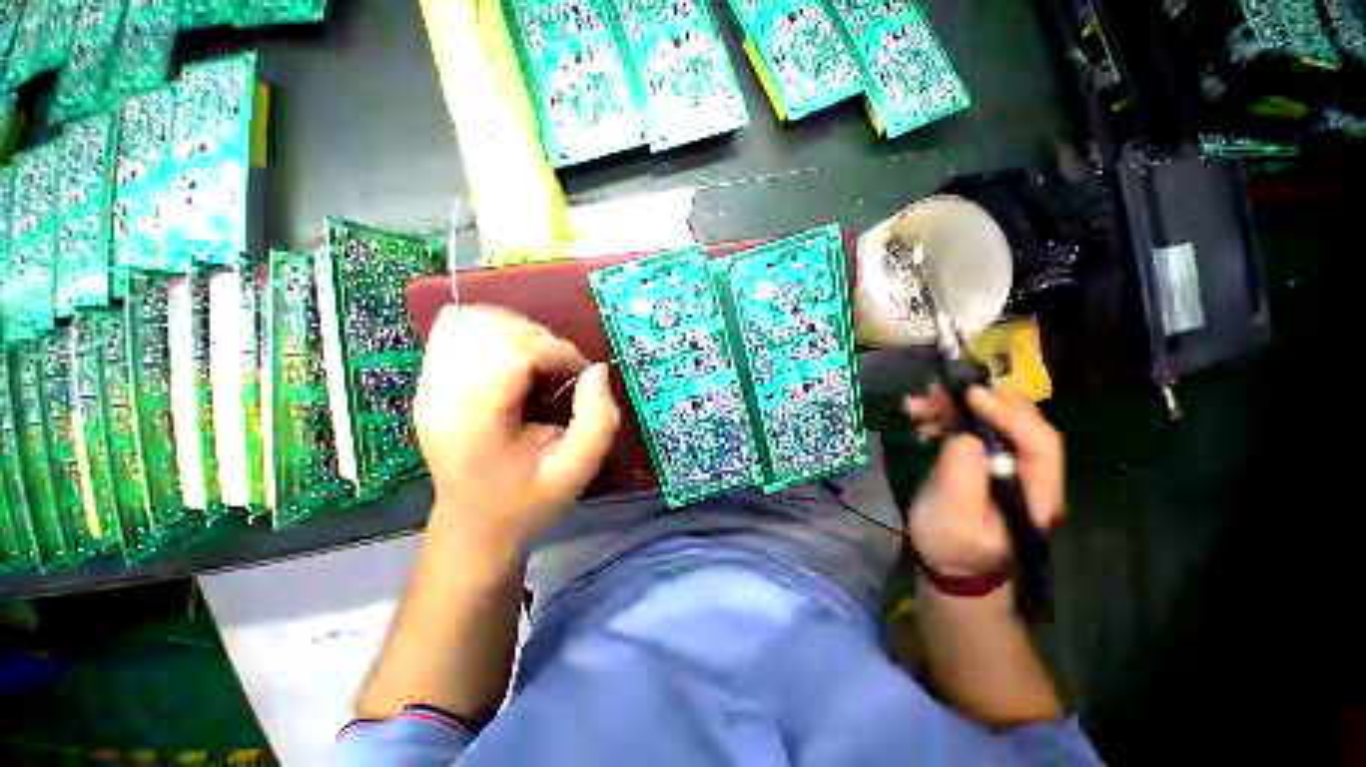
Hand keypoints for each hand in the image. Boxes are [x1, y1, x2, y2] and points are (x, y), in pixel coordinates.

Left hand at [414, 306, 620, 554]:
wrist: (473, 524)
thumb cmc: (528, 501)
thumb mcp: (578, 469)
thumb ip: (598, 419)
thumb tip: (597, 369)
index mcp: (476, 422)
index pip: (512, 352)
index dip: (556, 351)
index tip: (578, 374)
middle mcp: (441, 395)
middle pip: (490, 328)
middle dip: (539, 339)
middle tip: (559, 370)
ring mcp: (429, 385)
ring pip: (471, 321)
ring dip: (517, 331)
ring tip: (538, 362)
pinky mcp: (430, 380)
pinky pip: (456, 329)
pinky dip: (493, 331)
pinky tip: (512, 358)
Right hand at [903, 386, 1063, 578]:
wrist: (947, 562)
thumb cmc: (951, 546)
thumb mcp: (953, 516)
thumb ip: (962, 475)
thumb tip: (964, 434)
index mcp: (1036, 494)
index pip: (1039, 443)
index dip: (1008, 413)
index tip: (969, 395)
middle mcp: (1030, 473)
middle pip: (1018, 423)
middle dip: (977, 402)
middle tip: (936, 393)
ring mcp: (1008, 465)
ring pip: (992, 421)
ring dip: (954, 407)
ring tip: (916, 406)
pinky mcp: (985, 460)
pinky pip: (972, 428)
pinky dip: (947, 417)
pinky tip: (921, 419)